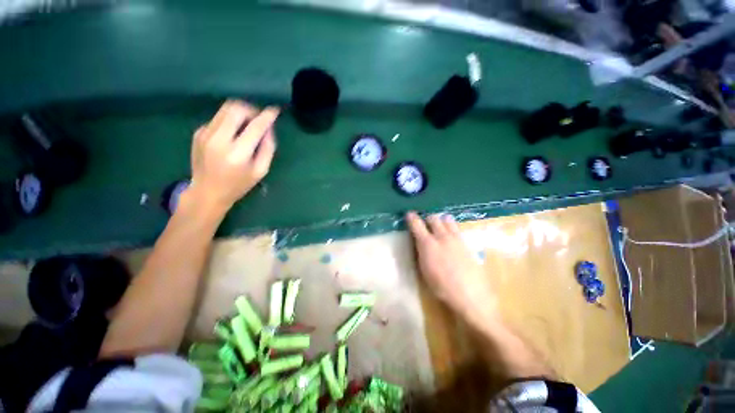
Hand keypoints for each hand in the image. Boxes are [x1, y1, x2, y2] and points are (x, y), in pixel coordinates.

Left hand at [186, 100, 278, 211]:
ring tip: (248, 124)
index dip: (267, 116)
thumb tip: (268, 128)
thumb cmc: (238, 184)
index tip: (275, 110)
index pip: (255, 126)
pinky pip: (218, 118)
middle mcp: (219, 139)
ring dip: (240, 112)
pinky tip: (233, 134)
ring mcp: (205, 134)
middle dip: (251, 110)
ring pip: (225, 109)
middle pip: (236, 109)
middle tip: (259, 119)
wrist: (207, 192)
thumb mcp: (261, 170)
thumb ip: (267, 148)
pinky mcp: (198, 132)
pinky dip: (230, 121)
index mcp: (237, 153)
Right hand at [406, 212, 496, 324]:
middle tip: (425, 225)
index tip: (409, 214)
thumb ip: (421, 251)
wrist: (471, 295)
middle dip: (427, 219)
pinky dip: (451, 227)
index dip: (411, 217)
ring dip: (441, 221)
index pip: (417, 224)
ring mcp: (456, 238)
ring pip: (447, 219)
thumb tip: (420, 242)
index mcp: (428, 244)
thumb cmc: (442, 287)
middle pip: (433, 218)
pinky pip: (457, 228)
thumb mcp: (424, 270)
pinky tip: (451, 237)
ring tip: (439, 228)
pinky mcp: (466, 242)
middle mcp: (441, 236)